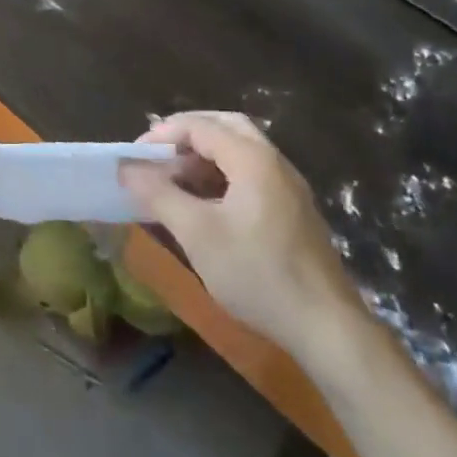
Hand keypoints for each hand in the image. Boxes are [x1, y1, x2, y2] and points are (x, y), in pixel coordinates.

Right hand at [120, 111, 368, 368]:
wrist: (328, 330)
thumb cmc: (258, 274)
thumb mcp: (197, 234)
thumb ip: (159, 194)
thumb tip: (127, 168)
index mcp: (252, 158)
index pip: (200, 126)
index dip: (162, 135)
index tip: (134, 157)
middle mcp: (274, 162)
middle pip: (225, 126)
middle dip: (188, 133)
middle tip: (158, 154)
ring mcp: (289, 187)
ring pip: (241, 150)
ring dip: (206, 154)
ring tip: (176, 177)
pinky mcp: (295, 211)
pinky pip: (253, 173)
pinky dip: (224, 173)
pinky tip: (207, 203)